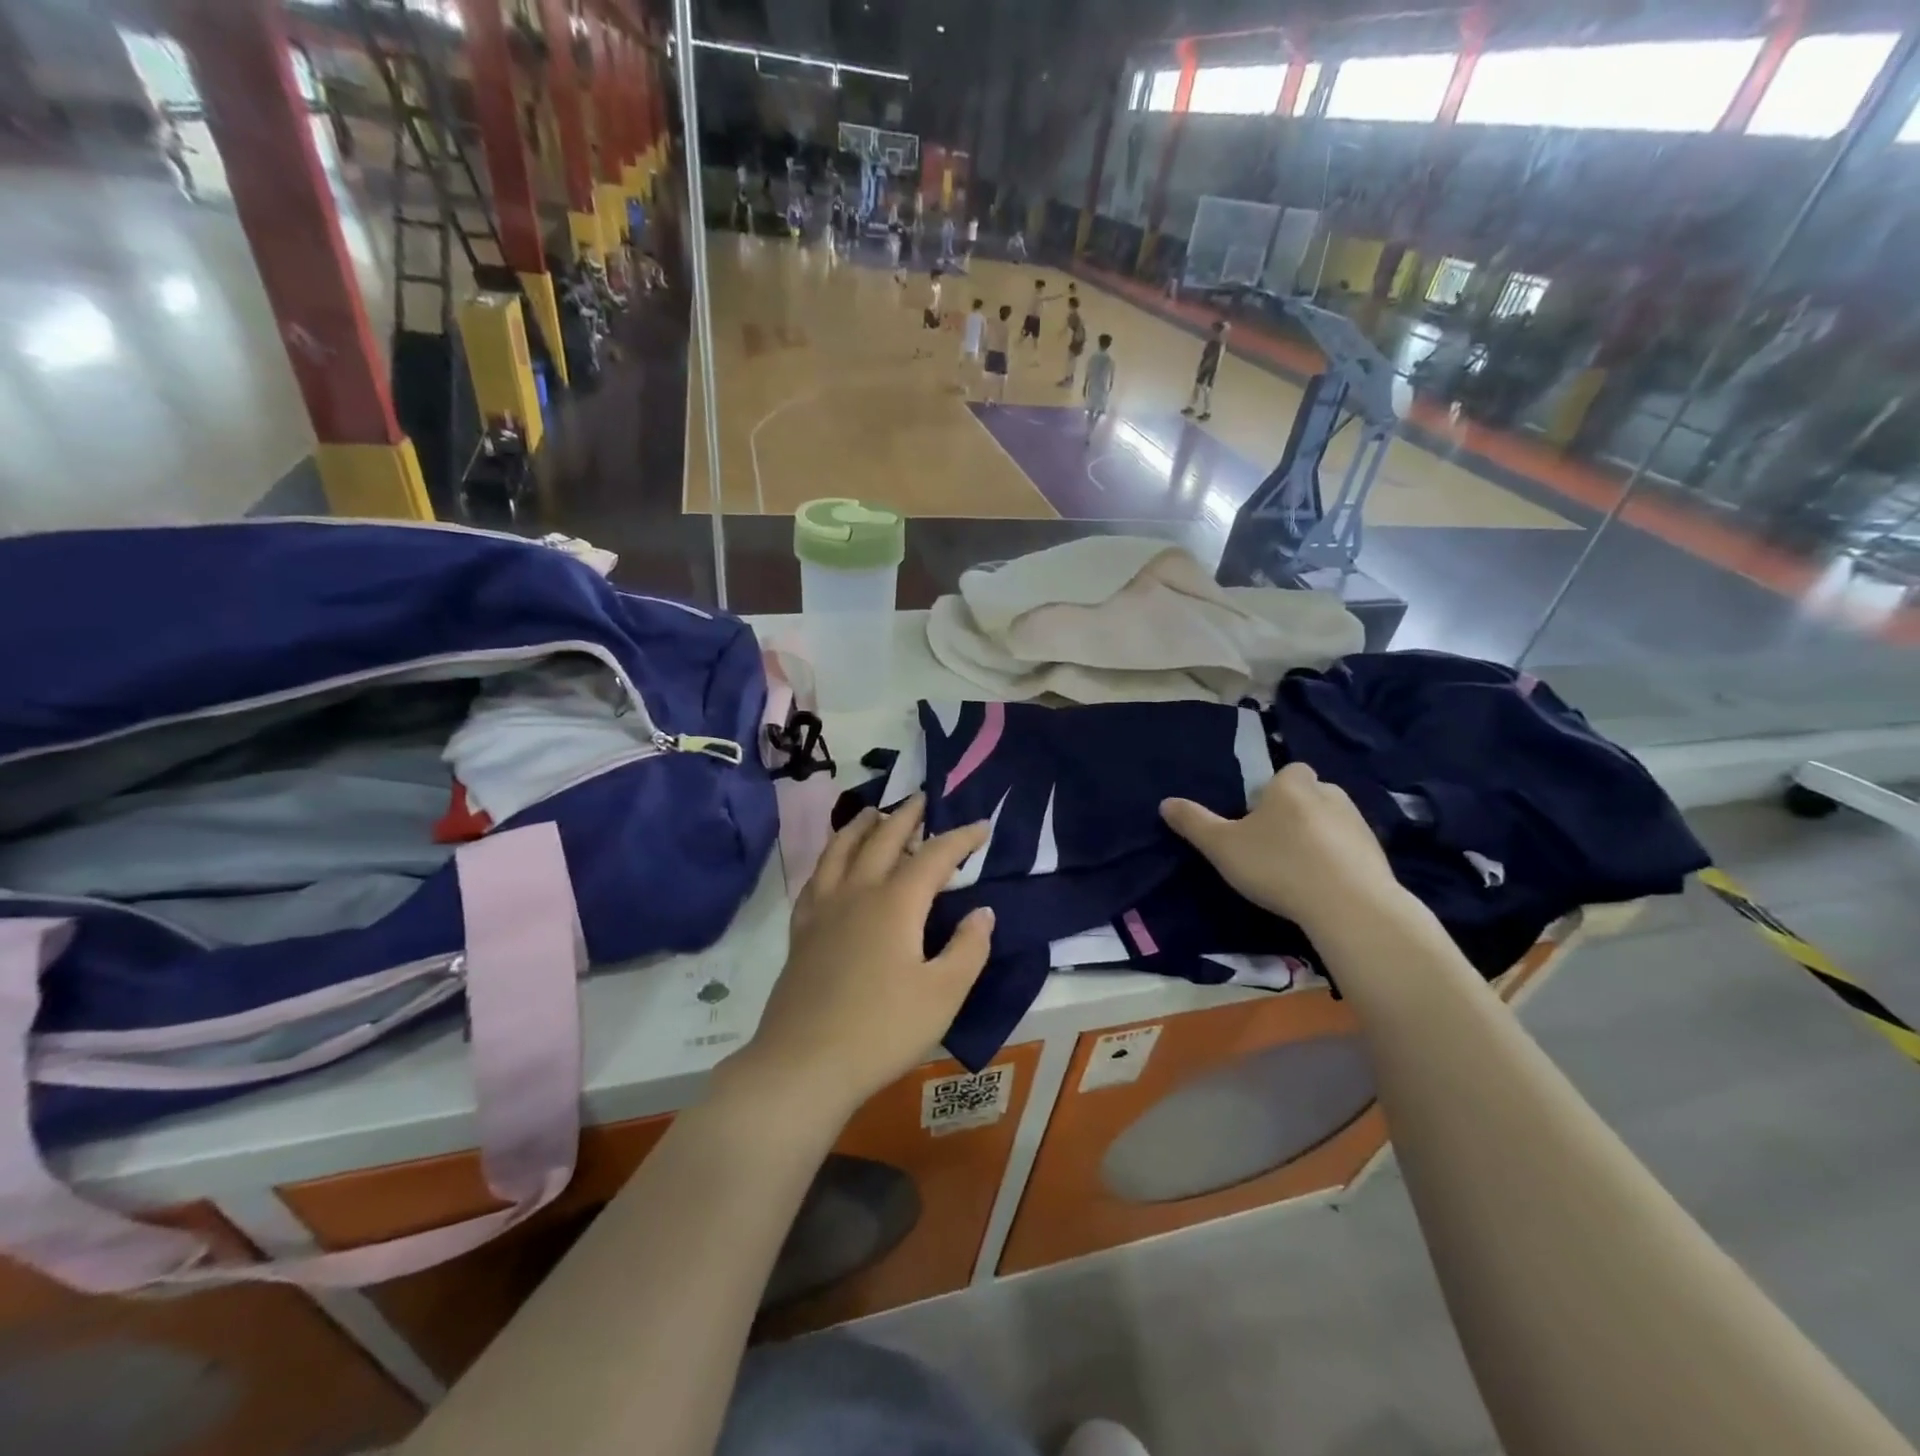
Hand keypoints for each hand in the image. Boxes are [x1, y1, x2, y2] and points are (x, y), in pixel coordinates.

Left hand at [724, 795, 994, 1116]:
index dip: (961, 837)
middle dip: (907, 815)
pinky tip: (833, 864)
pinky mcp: (801, 930)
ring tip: (875, 812)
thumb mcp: (943, 994)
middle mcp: (857, 892)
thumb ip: (968, 948)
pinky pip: (816, 877)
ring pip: (841, 849)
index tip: (981, 826)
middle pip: (883, 838)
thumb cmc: (882, 1030)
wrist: (804, 1063)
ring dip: (862, 825)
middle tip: (923, 799)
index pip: (935, 855)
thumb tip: (982, 911)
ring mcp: (823, 908)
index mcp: (896, 903)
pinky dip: (830, 858)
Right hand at [1161, 763, 1404, 932]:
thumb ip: (1194, 823)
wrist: (1349, 906)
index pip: (1286, 772)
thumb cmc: (1278, 865)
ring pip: (1331, 821)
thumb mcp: (1222, 847)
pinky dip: (1338, 860)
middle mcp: (1329, 794)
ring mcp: (1358, 823)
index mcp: (1292, 785)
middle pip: (1309, 794)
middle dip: (1295, 812)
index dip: (1273, 792)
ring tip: (1297, 870)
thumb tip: (1165, 803)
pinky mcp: (1377, 854)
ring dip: (1317, 837)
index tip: (1258, 820)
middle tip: (1273, 846)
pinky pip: (1350, 849)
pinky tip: (1323, 886)